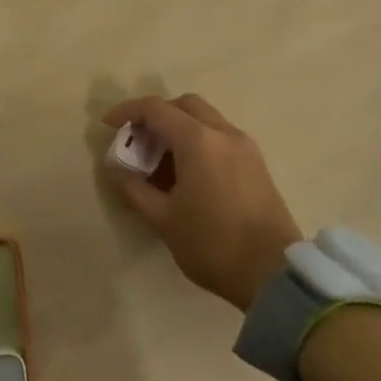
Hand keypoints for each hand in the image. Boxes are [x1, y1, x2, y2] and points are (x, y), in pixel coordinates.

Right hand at [102, 94, 302, 310]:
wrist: (273, 275)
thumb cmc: (212, 243)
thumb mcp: (162, 218)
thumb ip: (134, 188)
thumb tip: (116, 169)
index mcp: (198, 140)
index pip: (155, 109)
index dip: (127, 112)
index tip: (108, 125)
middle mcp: (223, 133)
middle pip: (184, 105)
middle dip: (156, 115)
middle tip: (137, 139)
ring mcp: (245, 147)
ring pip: (205, 119)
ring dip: (178, 128)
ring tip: (158, 159)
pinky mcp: (256, 164)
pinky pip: (220, 136)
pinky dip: (197, 141)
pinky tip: (185, 171)